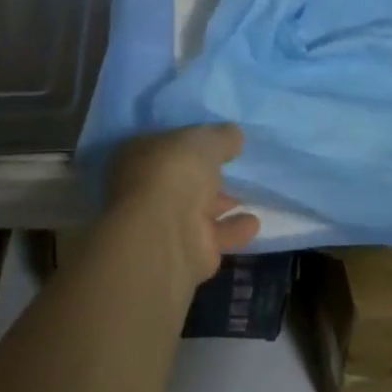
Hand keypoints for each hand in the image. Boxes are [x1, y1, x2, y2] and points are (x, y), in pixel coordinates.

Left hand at [106, 124, 261, 288]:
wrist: (164, 233)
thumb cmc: (175, 171)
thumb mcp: (205, 140)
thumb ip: (222, 137)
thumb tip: (233, 136)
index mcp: (138, 156)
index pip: (165, 146)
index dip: (188, 144)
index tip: (213, 143)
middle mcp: (144, 191)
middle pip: (179, 181)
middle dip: (203, 178)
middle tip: (230, 170)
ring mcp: (161, 226)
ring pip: (194, 211)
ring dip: (219, 205)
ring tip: (246, 196)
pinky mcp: (183, 255)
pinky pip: (212, 237)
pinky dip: (232, 230)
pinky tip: (253, 223)